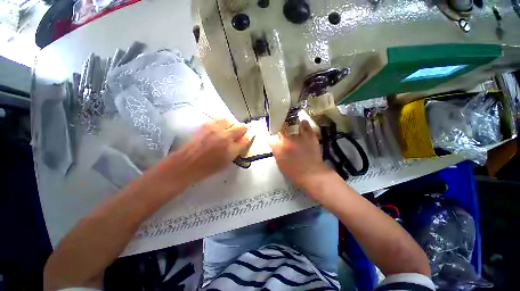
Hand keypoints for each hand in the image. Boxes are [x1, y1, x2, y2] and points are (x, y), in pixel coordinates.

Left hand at [173, 119, 250, 185]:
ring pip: (230, 120)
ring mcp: (215, 129)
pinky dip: (223, 121)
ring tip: (231, 128)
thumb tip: (244, 140)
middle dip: (244, 128)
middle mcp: (225, 136)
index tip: (252, 133)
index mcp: (231, 149)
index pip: (246, 138)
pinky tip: (221, 126)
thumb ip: (237, 149)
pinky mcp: (206, 125)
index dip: (251, 135)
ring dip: (233, 123)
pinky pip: (218, 119)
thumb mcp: (227, 161)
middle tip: (242, 132)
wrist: (187, 164)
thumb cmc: (208, 167)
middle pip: (240, 127)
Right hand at [269, 120, 332, 188]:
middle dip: (280, 127)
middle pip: (281, 128)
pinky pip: (305, 125)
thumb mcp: (280, 164)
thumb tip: (274, 145)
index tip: (273, 136)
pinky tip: (302, 123)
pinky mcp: (309, 136)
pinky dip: (303, 123)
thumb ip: (276, 152)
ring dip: (290, 123)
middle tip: (281, 127)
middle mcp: (288, 139)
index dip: (272, 136)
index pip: (272, 137)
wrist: (312, 174)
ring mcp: (299, 136)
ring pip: (292, 124)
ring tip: (290, 123)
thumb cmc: (294, 172)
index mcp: (279, 147)